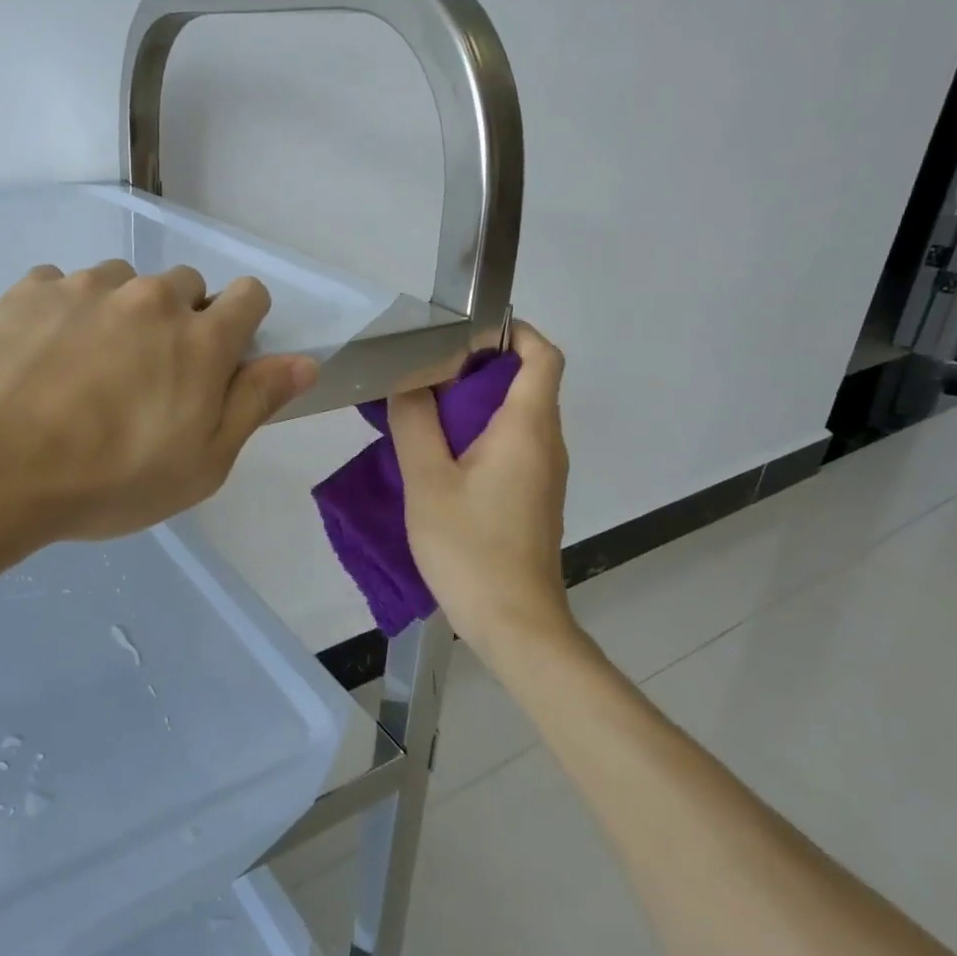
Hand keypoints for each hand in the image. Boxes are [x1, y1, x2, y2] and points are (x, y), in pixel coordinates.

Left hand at [0, 260, 316, 579]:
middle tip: (148, 380)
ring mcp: (76, 287)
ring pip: (117, 283)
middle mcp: (143, 297)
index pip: (249, 296)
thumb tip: (304, 361)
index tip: (222, 361)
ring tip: (84, 372)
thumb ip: (255, 403)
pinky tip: (31, 364)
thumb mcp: (200, 464)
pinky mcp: (17, 294)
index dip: (244, 324)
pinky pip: (54, 289)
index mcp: (198, 337)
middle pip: (183, 285)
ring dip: (117, 314)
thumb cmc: (104, 481)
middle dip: (180, 321)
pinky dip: (58, 316)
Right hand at [390, 322, 571, 654]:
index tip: (467, 335)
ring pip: (518, 417)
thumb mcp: (427, 481)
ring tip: (425, 415)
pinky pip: (514, 447)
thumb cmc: (470, 548)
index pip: (542, 356)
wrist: (514, 622)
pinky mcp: (535, 498)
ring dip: (477, 405)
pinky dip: (482, 436)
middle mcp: (547, 443)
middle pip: (527, 383)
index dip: (513, 333)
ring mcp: (545, 474)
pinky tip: (442, 459)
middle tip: (427, 377)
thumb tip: (410, 382)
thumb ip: (415, 423)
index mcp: (528, 428)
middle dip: (480, 369)